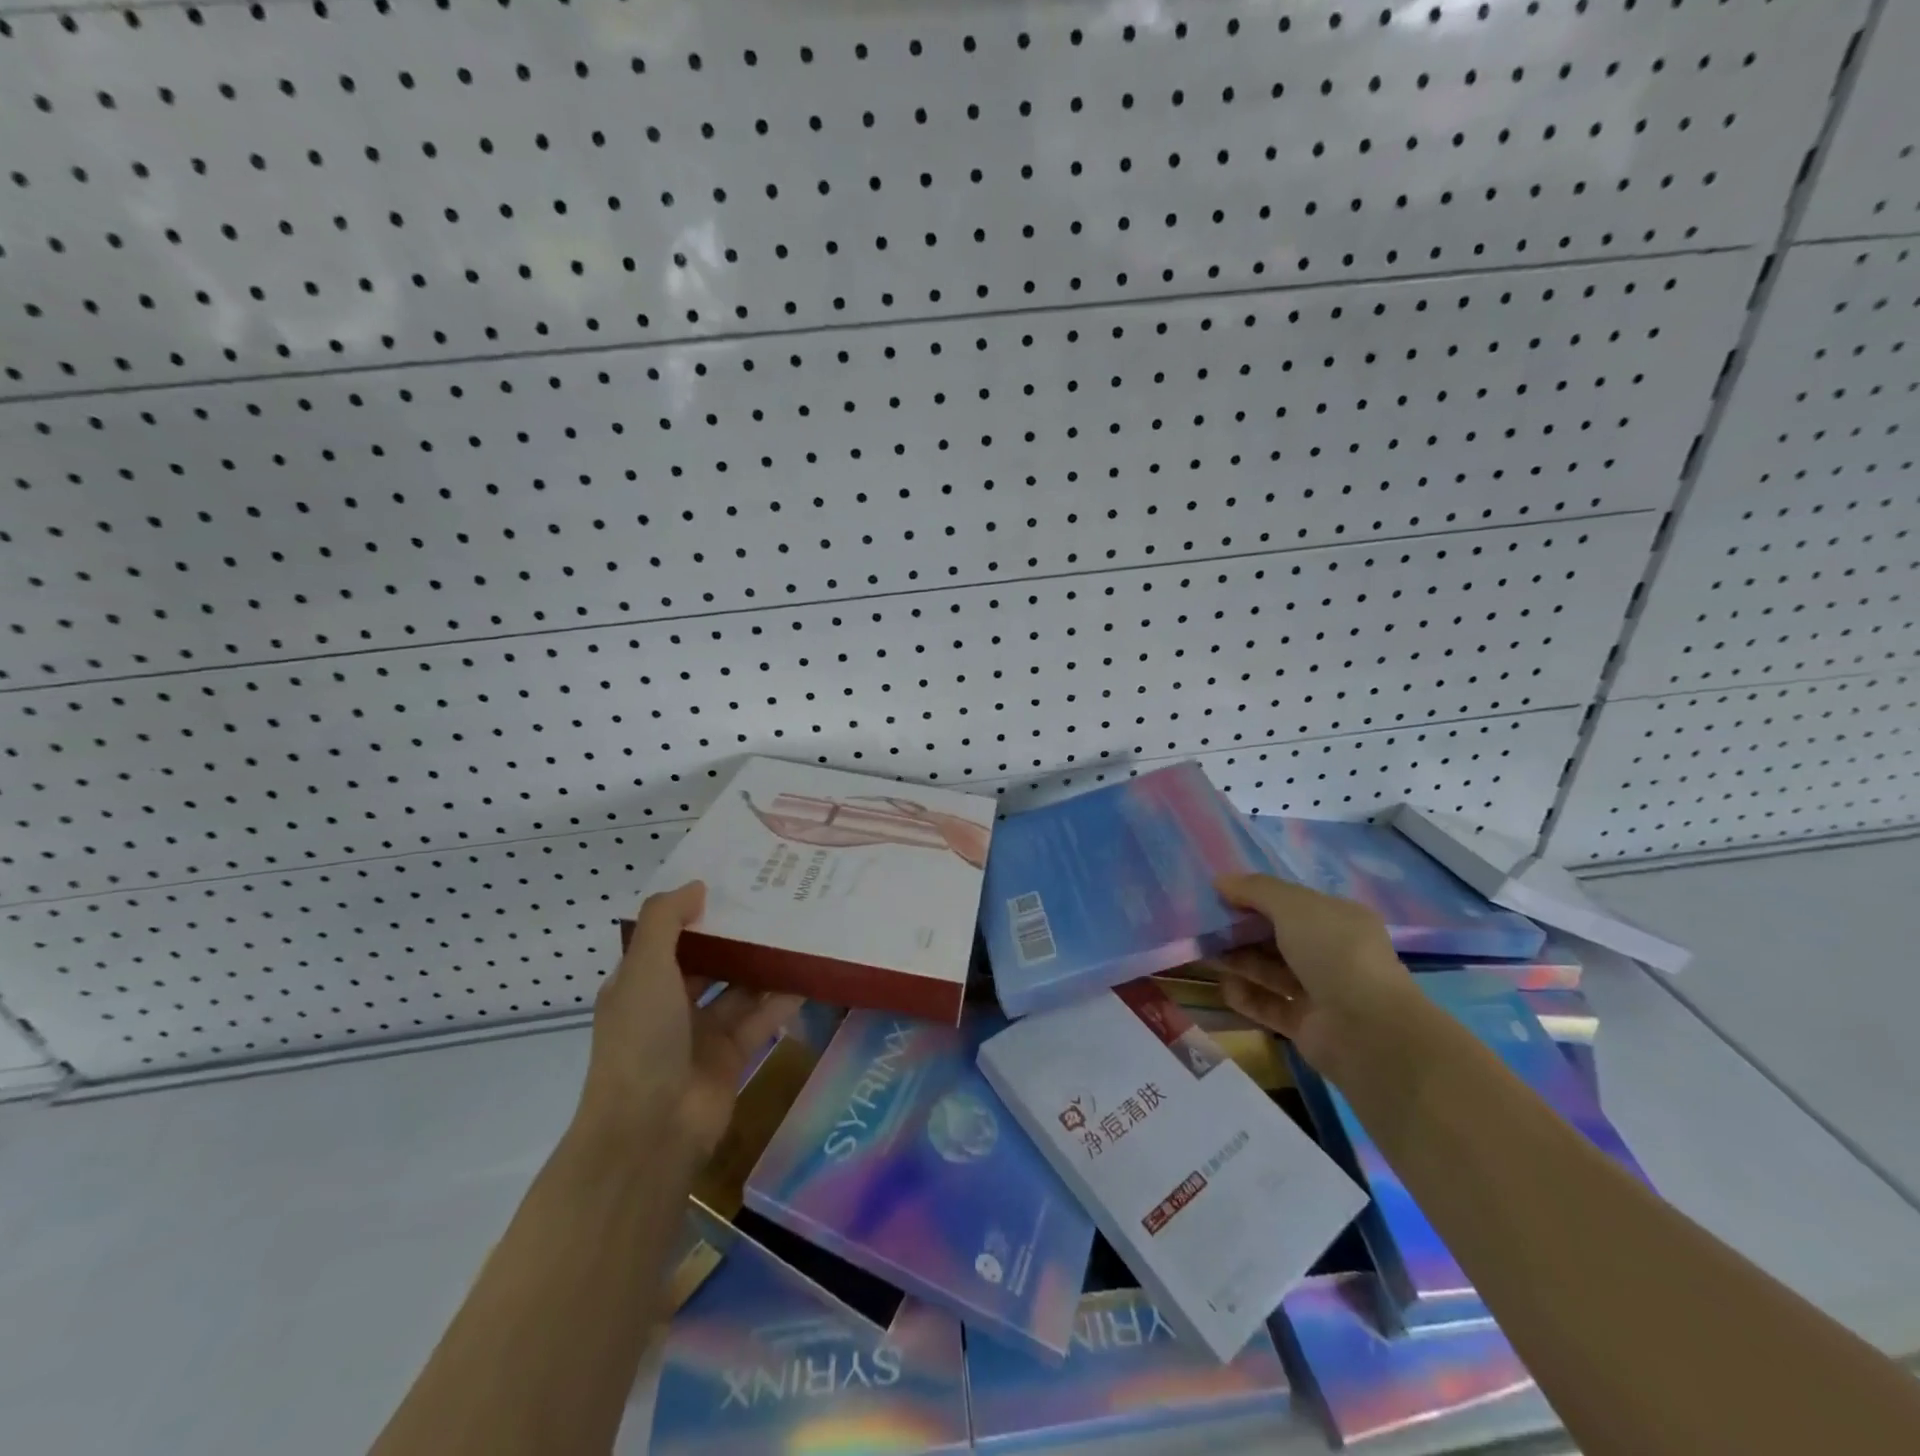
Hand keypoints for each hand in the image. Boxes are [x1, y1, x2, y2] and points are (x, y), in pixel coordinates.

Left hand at [574, 881, 802, 1164]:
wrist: (651, 1131)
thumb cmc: (641, 1040)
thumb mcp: (644, 969)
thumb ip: (667, 920)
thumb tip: (697, 885)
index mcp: (641, 983)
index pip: (670, 937)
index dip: (698, 910)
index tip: (734, 880)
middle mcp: (670, 1004)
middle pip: (711, 960)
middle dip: (739, 935)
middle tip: (778, 899)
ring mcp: (702, 1032)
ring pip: (740, 988)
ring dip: (765, 964)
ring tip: (801, 928)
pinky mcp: (734, 1055)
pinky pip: (762, 1017)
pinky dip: (782, 997)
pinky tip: (810, 972)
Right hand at [1208, 873, 1430, 1087]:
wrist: (1366, 1030)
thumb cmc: (1333, 952)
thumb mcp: (1293, 906)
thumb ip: (1255, 890)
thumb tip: (1220, 881)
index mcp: (1339, 920)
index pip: (1292, 903)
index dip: (1255, 898)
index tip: (1219, 896)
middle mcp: (1332, 953)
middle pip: (1277, 937)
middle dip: (1241, 931)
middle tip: (1203, 927)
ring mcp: (1320, 991)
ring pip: (1270, 970)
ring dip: (1238, 961)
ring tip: (1202, 954)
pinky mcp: (1306, 1024)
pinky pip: (1269, 1005)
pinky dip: (1246, 996)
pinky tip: (1223, 987)